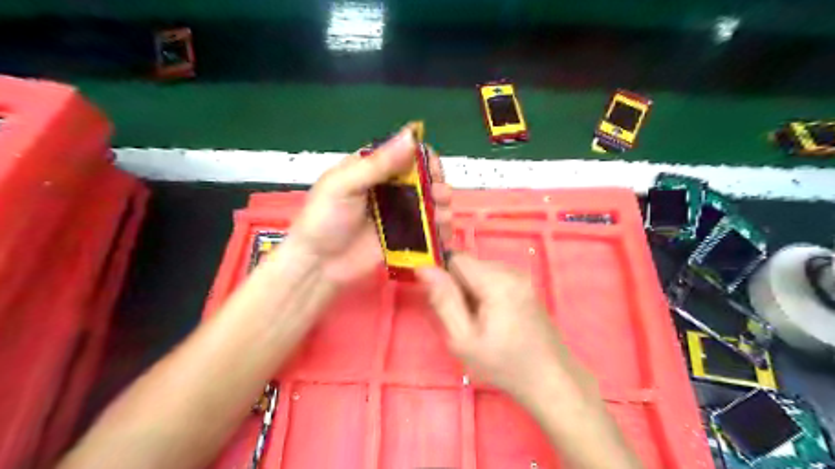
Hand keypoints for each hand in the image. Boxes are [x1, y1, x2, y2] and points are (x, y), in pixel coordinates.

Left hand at [292, 124, 454, 283]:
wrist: (318, 265)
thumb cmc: (324, 219)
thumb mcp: (344, 185)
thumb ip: (378, 163)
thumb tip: (411, 136)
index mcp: (373, 169)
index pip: (406, 154)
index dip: (423, 158)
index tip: (432, 169)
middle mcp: (389, 189)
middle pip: (423, 180)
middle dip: (437, 184)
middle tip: (439, 195)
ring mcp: (398, 215)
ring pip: (430, 204)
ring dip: (442, 207)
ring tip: (441, 217)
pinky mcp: (404, 237)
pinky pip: (428, 230)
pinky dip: (439, 230)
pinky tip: (443, 233)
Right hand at [416, 253, 593, 406]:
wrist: (550, 379)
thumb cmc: (504, 364)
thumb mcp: (464, 339)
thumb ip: (443, 301)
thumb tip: (424, 268)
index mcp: (497, 281)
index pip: (456, 258)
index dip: (445, 279)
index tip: (448, 306)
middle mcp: (511, 271)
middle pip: (469, 265)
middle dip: (459, 287)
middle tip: (466, 321)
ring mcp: (522, 276)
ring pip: (480, 271)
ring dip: (472, 291)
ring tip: (481, 322)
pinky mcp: (526, 284)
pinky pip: (494, 278)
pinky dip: (486, 293)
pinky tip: (495, 318)